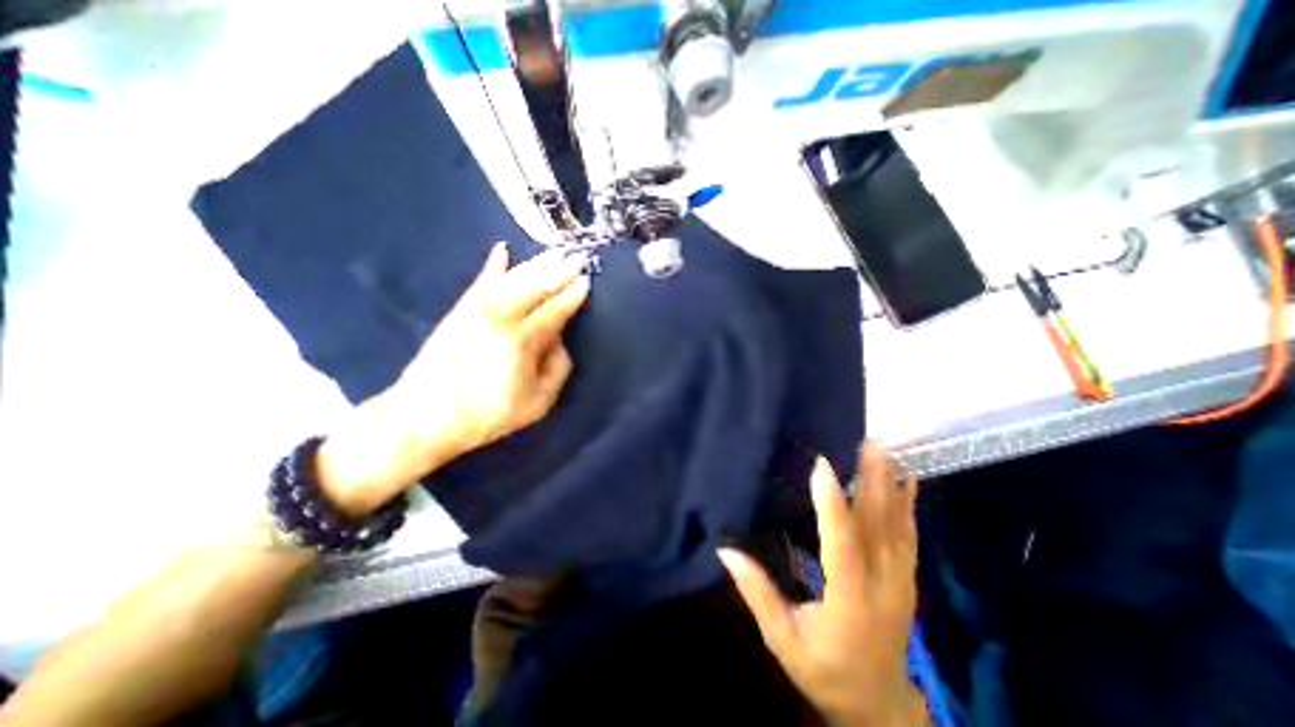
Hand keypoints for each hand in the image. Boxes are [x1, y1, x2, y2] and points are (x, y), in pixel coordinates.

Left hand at [316, 245, 588, 517]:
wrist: (425, 416)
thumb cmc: (487, 415)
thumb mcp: (537, 404)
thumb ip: (557, 370)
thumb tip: (560, 341)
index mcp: (522, 342)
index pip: (555, 311)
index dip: (572, 295)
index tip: (586, 281)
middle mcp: (500, 318)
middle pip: (536, 288)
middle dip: (560, 271)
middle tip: (578, 256)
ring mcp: (477, 311)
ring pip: (512, 279)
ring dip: (536, 263)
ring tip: (555, 251)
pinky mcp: (459, 311)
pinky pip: (480, 282)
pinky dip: (493, 266)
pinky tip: (503, 250)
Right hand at [719, 442, 929, 726]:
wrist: (877, 703)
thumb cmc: (823, 670)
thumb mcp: (783, 639)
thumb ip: (757, 593)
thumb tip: (725, 551)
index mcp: (850, 602)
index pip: (842, 546)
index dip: (832, 505)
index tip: (822, 466)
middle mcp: (883, 586)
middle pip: (879, 526)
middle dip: (872, 480)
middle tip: (866, 442)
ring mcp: (902, 581)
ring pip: (898, 525)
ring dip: (891, 484)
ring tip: (884, 449)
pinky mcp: (907, 578)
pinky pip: (909, 533)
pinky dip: (909, 502)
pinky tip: (907, 478)